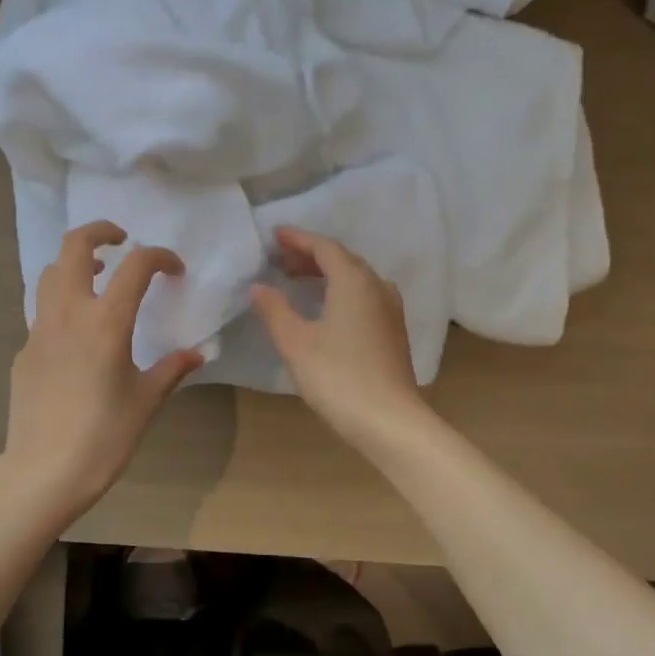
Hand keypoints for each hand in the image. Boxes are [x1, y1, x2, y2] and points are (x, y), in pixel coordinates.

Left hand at [0, 221, 202, 524]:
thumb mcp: (146, 402)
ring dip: (76, 264)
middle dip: (99, 232)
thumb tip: (196, 354)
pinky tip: (79, 335)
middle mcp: (68, 314)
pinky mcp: (24, 352)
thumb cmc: (104, 437)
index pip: (135, 266)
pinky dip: (63, 304)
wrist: (44, 472)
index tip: (174, 270)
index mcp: (105, 322)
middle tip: (122, 242)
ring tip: (99, 279)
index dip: (159, 256)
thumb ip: (171, 370)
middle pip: (74, 247)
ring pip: (51, 274)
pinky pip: (43, 312)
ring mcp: (39, 331)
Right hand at [250, 227, 429, 445]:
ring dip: (328, 274)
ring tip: (301, 282)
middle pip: (343, 260)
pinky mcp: (394, 332)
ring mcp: (391, 310)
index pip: (324, 247)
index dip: (298, 239)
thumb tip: (259, 286)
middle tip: (280, 261)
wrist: (389, 420)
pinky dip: (342, 292)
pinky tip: (328, 310)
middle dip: (311, 256)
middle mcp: (377, 287)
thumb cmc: (337, 376)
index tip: (274, 236)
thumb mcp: (296, 343)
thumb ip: (275, 310)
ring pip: (357, 279)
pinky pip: (365, 297)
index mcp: (354, 281)